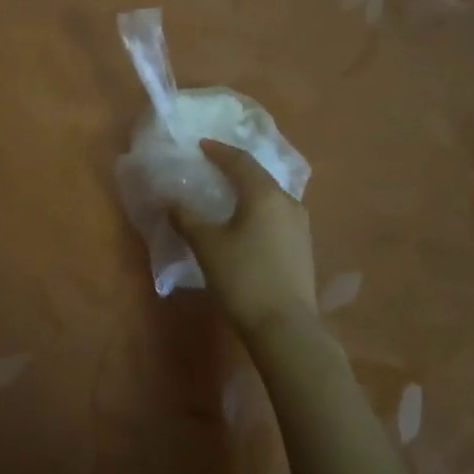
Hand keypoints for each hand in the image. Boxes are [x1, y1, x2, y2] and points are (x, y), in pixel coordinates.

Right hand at [171, 141, 316, 339]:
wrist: (286, 327)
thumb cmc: (243, 278)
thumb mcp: (207, 245)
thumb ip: (186, 218)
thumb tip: (171, 201)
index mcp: (264, 194)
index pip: (240, 161)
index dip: (219, 151)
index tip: (201, 145)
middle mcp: (288, 202)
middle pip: (259, 175)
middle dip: (235, 168)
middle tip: (213, 165)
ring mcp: (300, 225)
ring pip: (270, 196)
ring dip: (248, 189)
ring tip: (228, 192)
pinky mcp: (303, 247)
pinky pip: (277, 214)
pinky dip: (258, 208)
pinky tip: (246, 221)